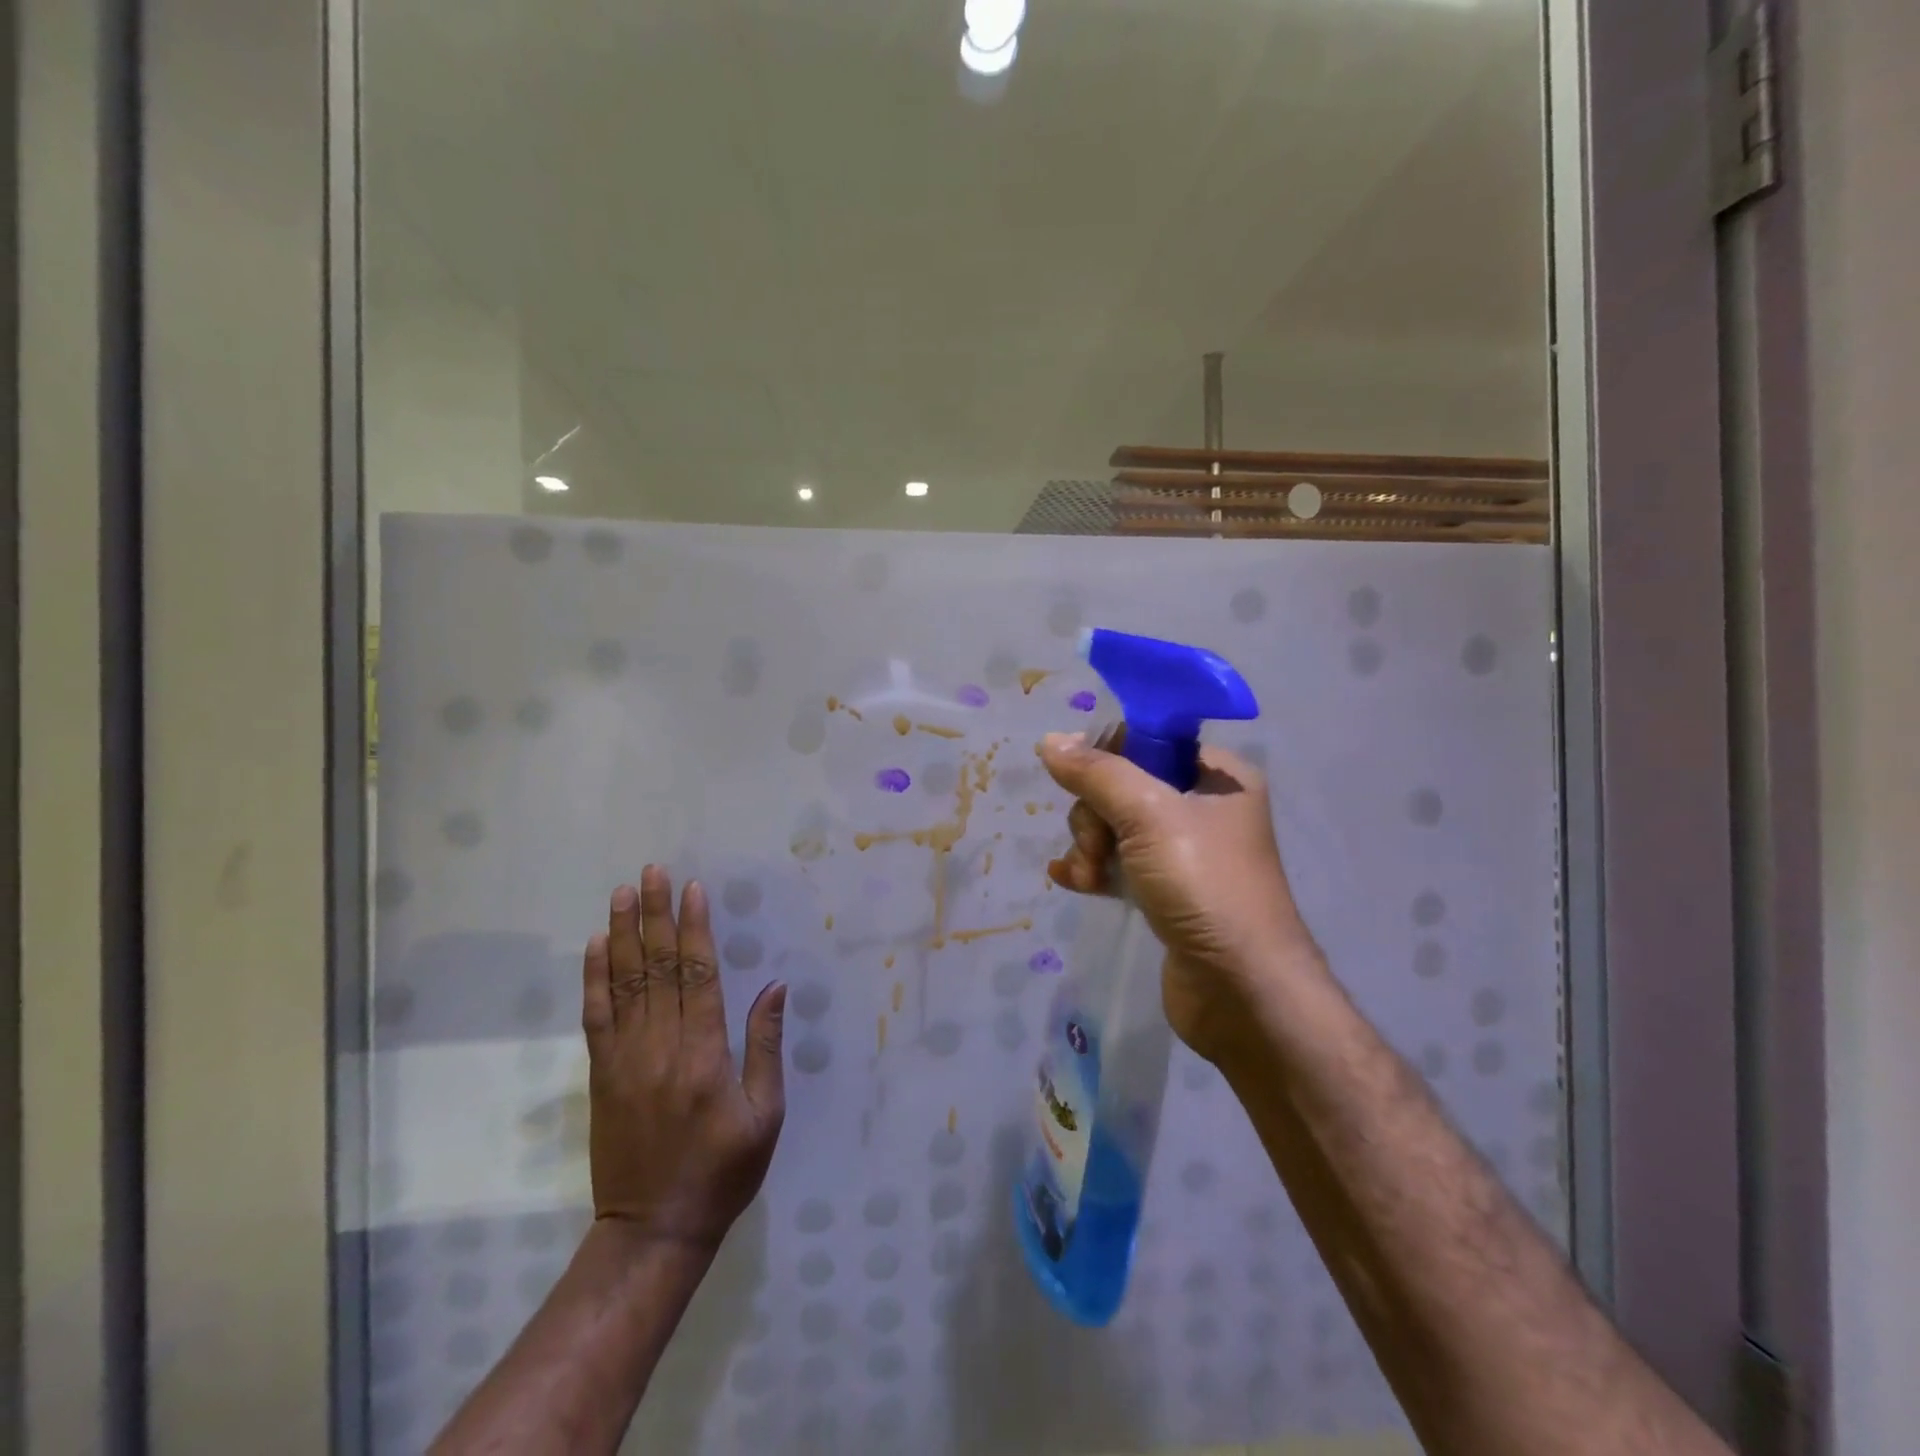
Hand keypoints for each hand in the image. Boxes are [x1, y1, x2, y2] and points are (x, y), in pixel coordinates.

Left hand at [583, 866, 786, 1251]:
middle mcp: (661, 1048)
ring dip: (623, 934)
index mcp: (705, 1056)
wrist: (653, 1230)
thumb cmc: (723, 1172)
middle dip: (656, 916)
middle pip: (659, 969)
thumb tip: (774, 987)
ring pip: (624, 984)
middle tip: (652, 872)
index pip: (699, 976)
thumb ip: (765, 1047)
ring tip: (622, 893)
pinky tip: (596, 946)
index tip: (693, 889)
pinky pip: (596, 1018)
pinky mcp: (602, 1076)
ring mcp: (625, 1061)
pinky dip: (595, 978)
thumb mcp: (764, 1115)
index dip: (696, 929)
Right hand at [1038, 732, 1321, 1063]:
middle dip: (1095, 815)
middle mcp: (1203, 808)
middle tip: (1098, 847)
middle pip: (1122, 786)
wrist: (1241, 992)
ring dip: (1090, 847)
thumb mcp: (1148, 816)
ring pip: (1114, 827)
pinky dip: (1094, 870)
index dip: (1107, 756)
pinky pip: (1118, 864)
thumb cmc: (1203, 886)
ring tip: (1089, 876)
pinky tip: (1069, 880)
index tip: (1084, 783)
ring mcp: (1185, 854)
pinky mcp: (1167, 893)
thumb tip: (1050, 741)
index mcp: (1216, 776)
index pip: (1148, 739)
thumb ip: (1097, 774)